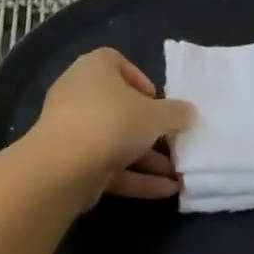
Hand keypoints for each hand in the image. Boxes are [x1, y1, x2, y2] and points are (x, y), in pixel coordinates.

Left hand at [27, 49, 195, 204]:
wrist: (64, 167)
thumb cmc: (113, 122)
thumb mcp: (156, 115)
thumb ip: (176, 113)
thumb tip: (189, 113)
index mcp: (95, 69)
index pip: (116, 62)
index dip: (140, 80)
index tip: (158, 102)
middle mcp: (80, 94)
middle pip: (120, 107)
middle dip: (150, 129)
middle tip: (174, 142)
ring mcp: (73, 130)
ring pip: (116, 141)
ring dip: (148, 158)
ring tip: (179, 174)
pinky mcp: (72, 163)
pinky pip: (109, 166)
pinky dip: (136, 177)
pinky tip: (167, 190)